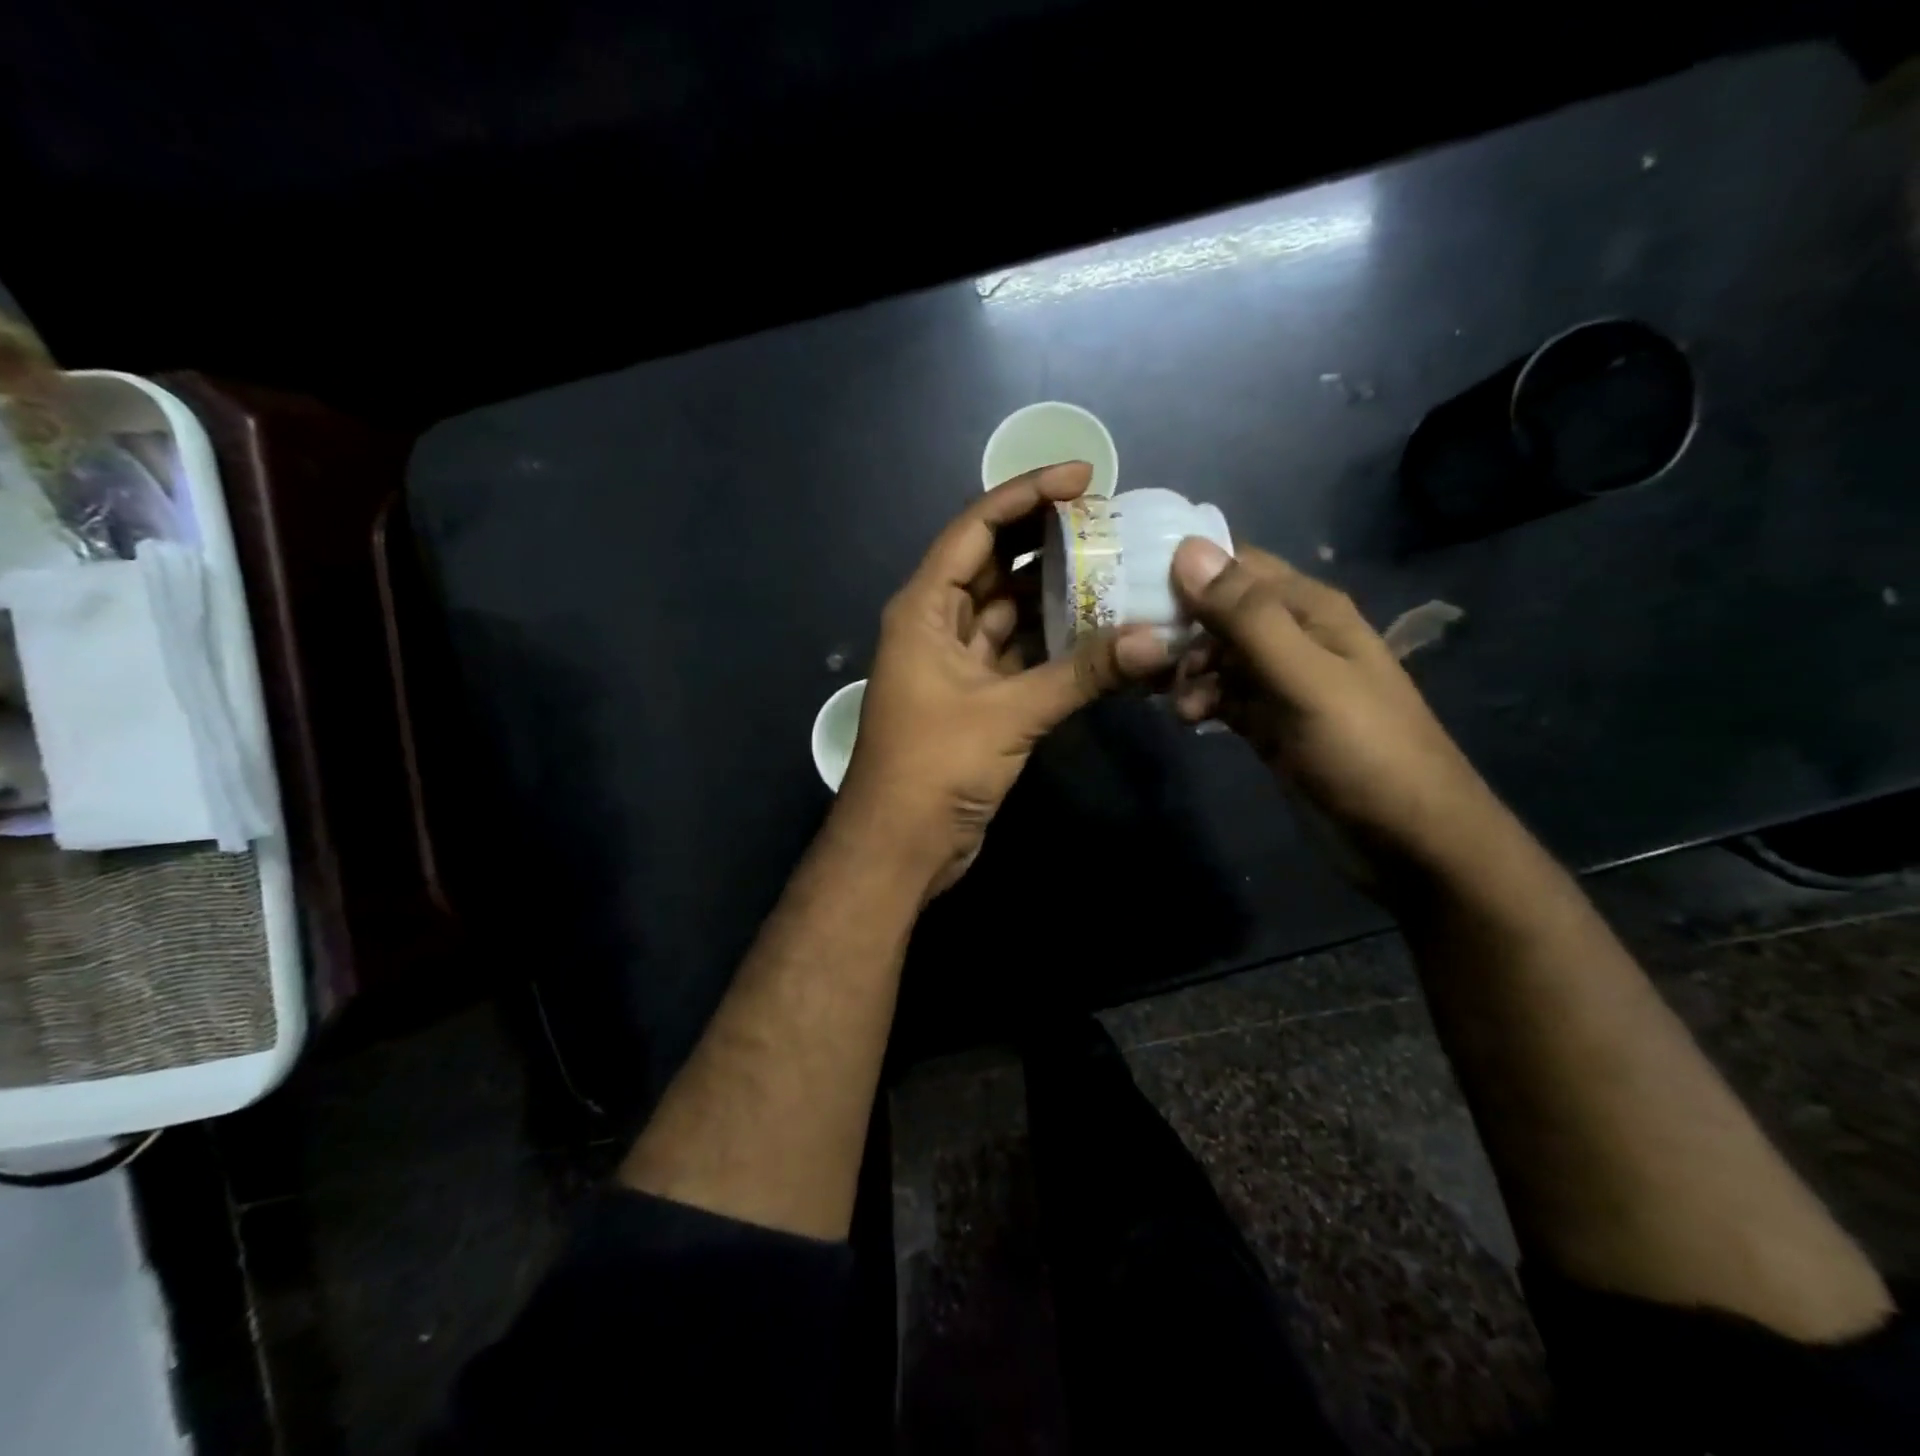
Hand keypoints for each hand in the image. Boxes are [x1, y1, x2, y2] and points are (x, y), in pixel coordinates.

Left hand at [837, 462, 1169, 895]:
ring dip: (1058, 596)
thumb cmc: (933, 768)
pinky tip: (1103, 633)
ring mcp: (959, 664)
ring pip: (1012, 613)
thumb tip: (1154, 641)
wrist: (900, 847)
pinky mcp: (980, 699)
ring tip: (1118, 570)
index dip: (1026, 496)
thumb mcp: (1007, 714)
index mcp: (925, 609)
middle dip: (1047, 542)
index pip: (976, 530)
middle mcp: (939, 626)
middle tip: (1110, 522)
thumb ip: (1081, 675)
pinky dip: (1057, 646)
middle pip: (996, 565)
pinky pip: (1022, 655)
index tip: (1082, 477)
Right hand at [1167, 539, 1501, 881]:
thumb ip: (1247, 617)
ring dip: (1185, 671)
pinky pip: (1220, 694)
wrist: (1408, 838)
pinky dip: (1199, 701)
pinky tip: (1188, 721)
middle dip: (1177, 628)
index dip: (1184, 571)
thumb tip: (1187, 549)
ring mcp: (1278, 680)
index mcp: (1309, 608)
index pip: (1234, 565)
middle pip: (1217, 611)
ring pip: (1213, 655)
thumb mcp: (1305, 678)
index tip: (1133, 590)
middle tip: (1142, 659)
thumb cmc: (1363, 750)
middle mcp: (1292, 634)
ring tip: (1178, 704)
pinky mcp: (1268, 719)